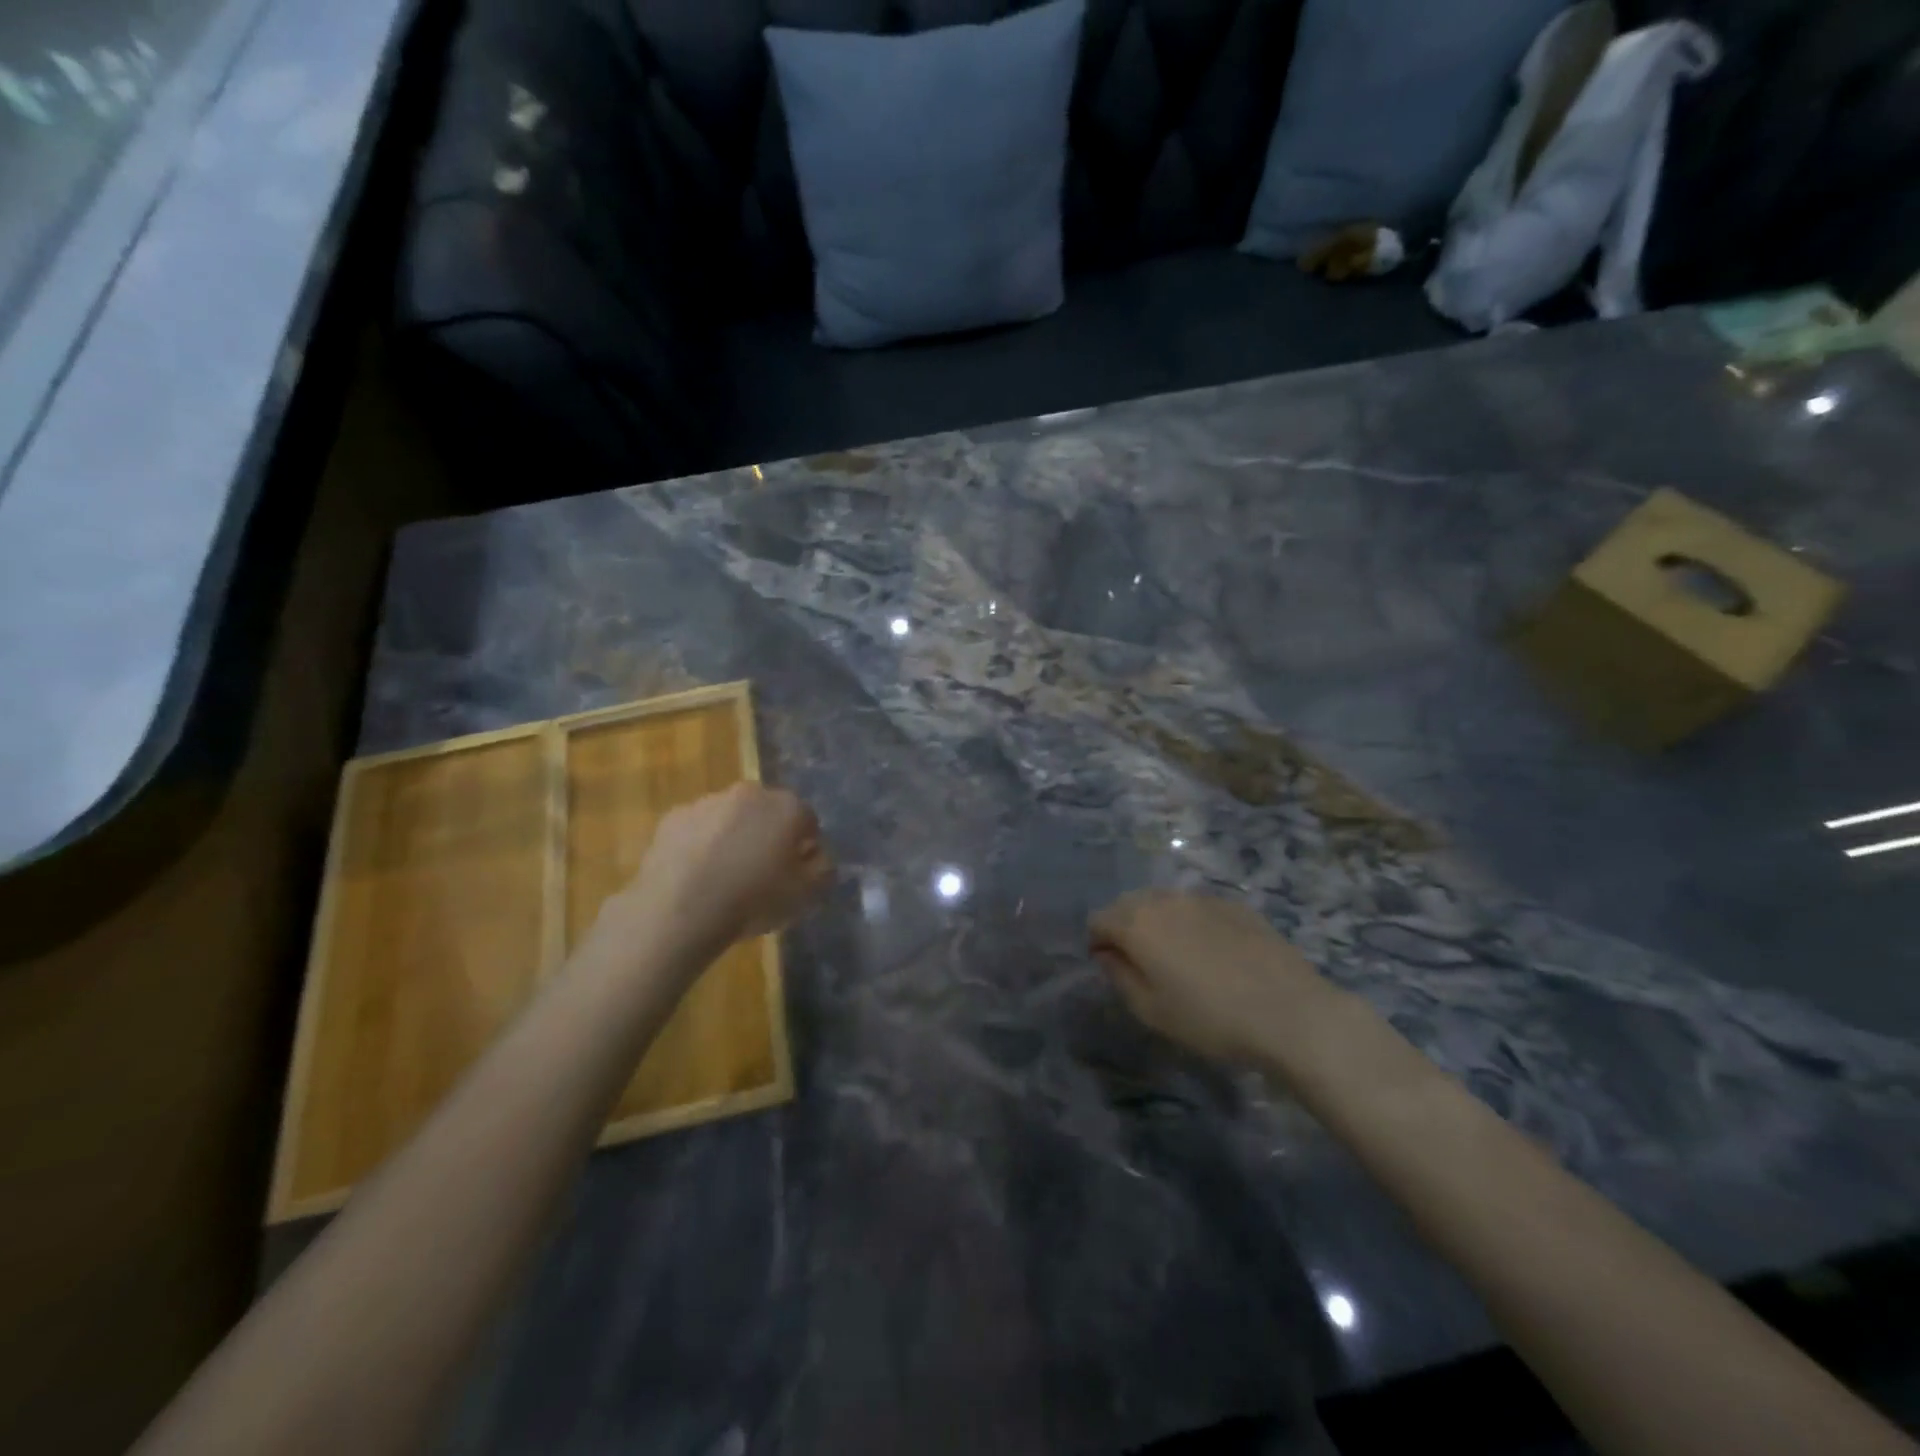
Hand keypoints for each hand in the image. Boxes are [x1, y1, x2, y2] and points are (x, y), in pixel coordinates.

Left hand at [606, 784, 832, 960]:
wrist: (680, 909)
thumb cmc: (753, 899)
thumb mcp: (807, 894)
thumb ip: (824, 868)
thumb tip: (818, 855)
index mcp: (787, 806)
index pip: (807, 820)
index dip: (804, 847)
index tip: (796, 873)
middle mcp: (750, 793)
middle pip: (767, 812)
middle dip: (768, 834)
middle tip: (761, 872)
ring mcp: (708, 801)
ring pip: (730, 817)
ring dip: (733, 837)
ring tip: (724, 876)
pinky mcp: (673, 817)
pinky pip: (697, 829)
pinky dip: (700, 844)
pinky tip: (696, 875)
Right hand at [1089, 890, 1329, 1064]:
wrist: (1290, 1012)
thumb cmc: (1210, 1019)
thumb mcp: (1151, 1011)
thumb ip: (1119, 976)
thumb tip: (1108, 954)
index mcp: (1137, 923)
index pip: (1098, 920)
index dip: (1099, 943)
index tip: (1112, 969)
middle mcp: (1165, 900)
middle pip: (1129, 903)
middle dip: (1126, 927)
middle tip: (1143, 964)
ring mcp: (1202, 898)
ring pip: (1165, 901)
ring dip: (1160, 922)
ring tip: (1179, 957)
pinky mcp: (1235, 905)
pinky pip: (1198, 907)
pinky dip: (1193, 922)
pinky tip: (1214, 954)